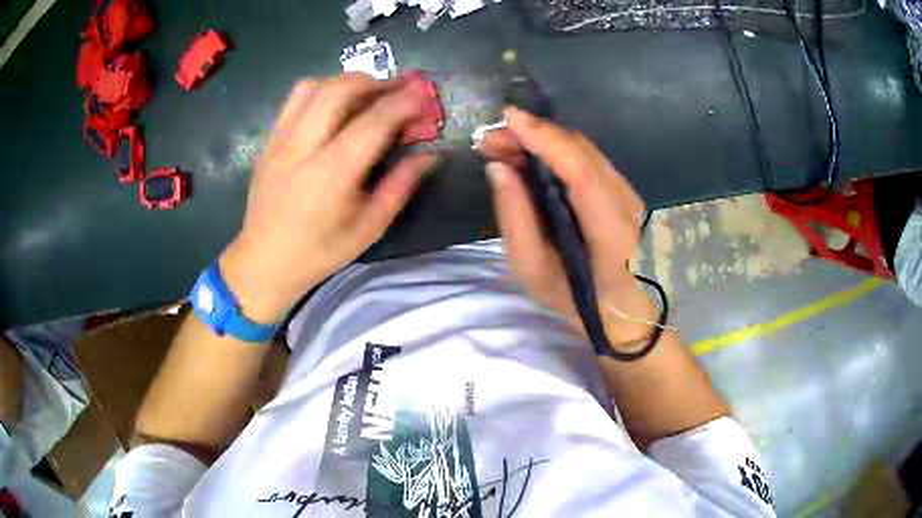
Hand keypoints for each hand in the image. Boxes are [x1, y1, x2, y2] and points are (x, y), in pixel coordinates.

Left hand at [220, 74, 436, 322]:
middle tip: (397, 90)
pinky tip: (333, 109)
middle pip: (338, 90)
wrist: (264, 263)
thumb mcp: (368, 227)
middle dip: (374, 82)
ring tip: (364, 95)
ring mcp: (279, 141)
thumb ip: (400, 185)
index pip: (373, 121)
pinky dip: (321, 92)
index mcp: (331, 175)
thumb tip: (430, 154)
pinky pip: (294, 100)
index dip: (403, 102)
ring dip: (345, 82)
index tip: (424, 95)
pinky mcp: (268, 142)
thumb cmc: (319, 252)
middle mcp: (301, 148)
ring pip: (312, 86)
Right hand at [480, 106, 656, 348]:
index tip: (508, 117)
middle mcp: (628, 204)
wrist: (621, 310)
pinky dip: (556, 149)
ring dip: (543, 140)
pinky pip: (588, 157)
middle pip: (581, 150)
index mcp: (611, 234)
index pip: (580, 172)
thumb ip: (516, 220)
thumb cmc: (576, 299)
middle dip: (533, 135)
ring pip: (584, 149)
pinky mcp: (625, 189)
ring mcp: (631, 194)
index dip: (545, 139)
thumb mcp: (534, 272)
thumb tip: (498, 168)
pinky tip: (531, 157)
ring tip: (504, 147)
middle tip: (490, 141)